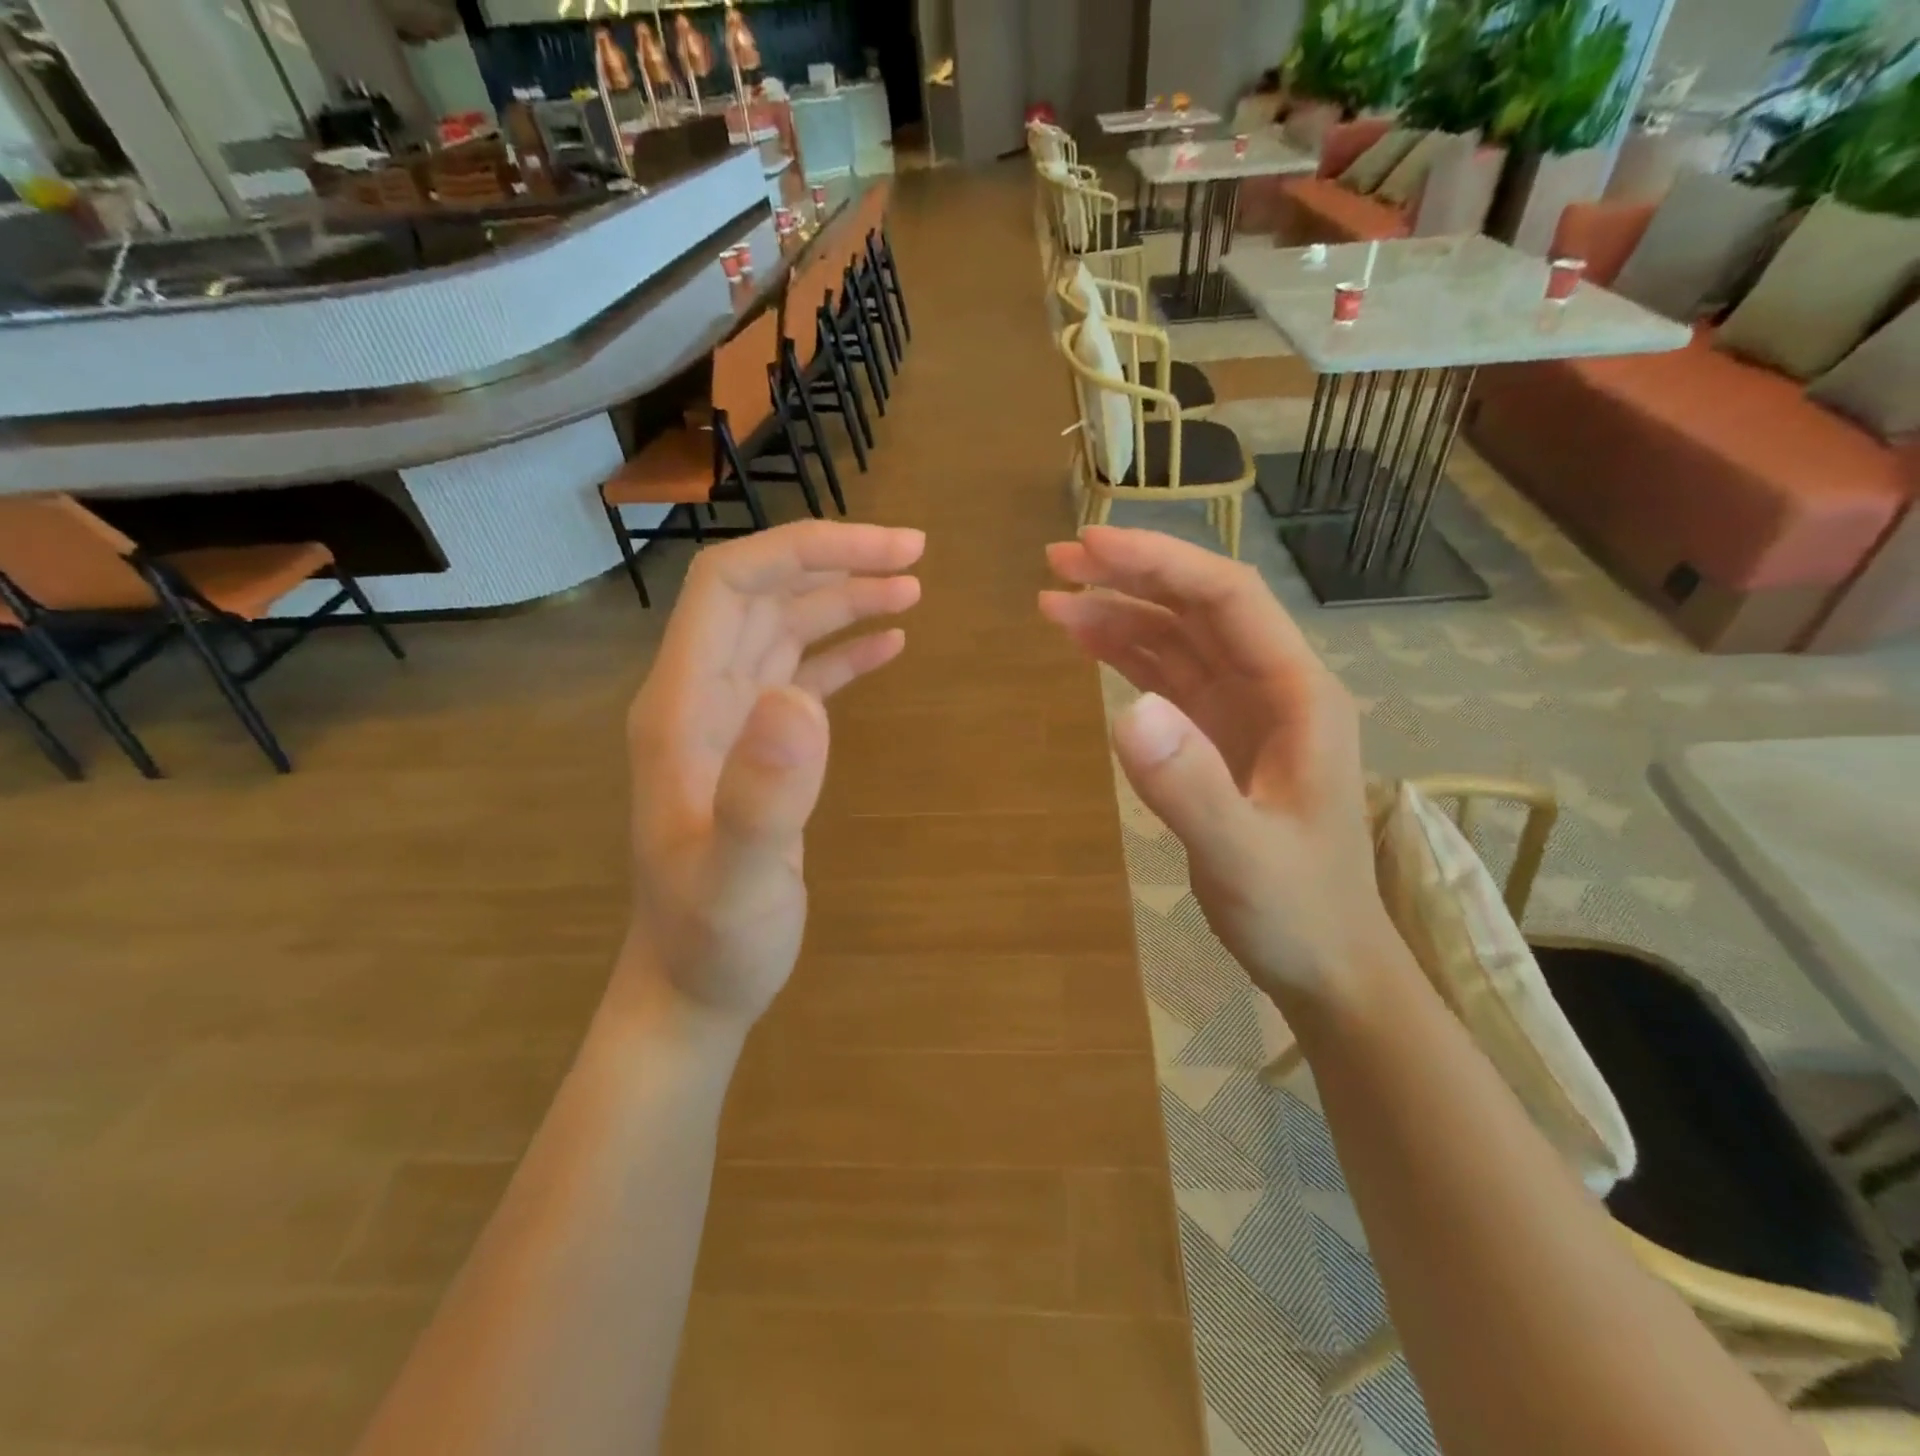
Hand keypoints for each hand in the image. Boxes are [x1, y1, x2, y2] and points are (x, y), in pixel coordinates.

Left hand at [621, 520, 923, 1029]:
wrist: (692, 987)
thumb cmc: (713, 941)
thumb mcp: (738, 881)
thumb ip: (761, 797)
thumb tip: (801, 699)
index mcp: (681, 708)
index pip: (729, 586)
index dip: (804, 551)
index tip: (886, 550)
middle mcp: (699, 699)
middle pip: (761, 595)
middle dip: (835, 562)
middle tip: (916, 555)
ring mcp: (728, 723)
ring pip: (783, 630)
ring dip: (843, 600)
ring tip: (912, 589)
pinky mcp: (757, 749)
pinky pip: (799, 676)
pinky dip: (842, 652)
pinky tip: (888, 646)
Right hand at [1040, 526, 1378, 1002]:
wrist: (1325, 963)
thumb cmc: (1298, 911)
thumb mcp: (1243, 857)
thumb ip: (1190, 786)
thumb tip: (1127, 711)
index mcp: (1298, 695)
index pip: (1227, 599)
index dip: (1160, 563)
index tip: (1091, 547)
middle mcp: (1273, 688)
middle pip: (1198, 608)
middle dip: (1130, 576)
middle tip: (1057, 560)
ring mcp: (1243, 713)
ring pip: (1177, 640)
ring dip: (1118, 614)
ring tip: (1052, 600)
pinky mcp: (1215, 739)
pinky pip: (1166, 680)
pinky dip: (1124, 656)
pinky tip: (1085, 644)